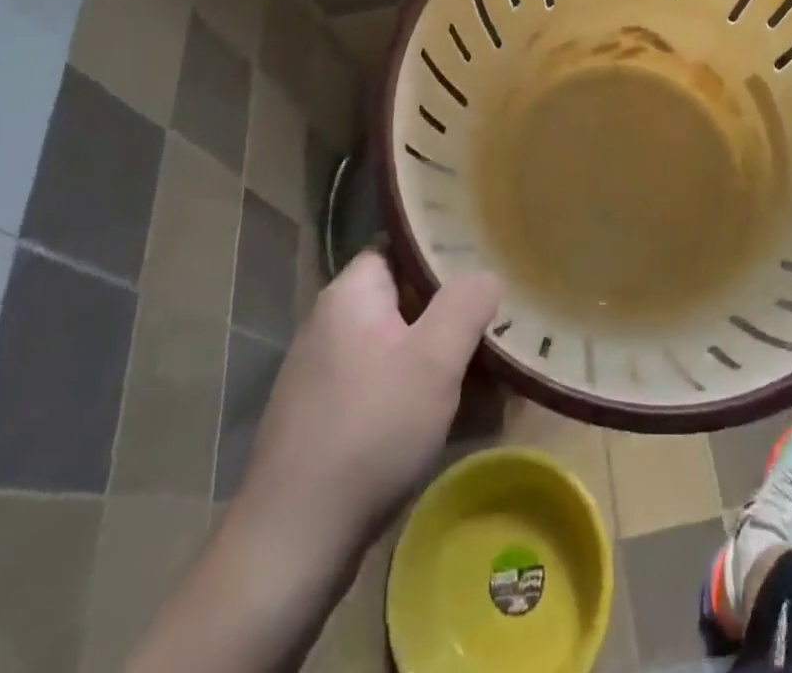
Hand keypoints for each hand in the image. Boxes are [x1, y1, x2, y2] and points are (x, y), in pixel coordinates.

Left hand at [232, 251, 501, 557]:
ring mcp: (327, 374)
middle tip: (499, 330)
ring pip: (401, 348)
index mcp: (351, 294)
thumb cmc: (371, 431)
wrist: (292, 543)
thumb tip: (486, 275)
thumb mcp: (435, 359)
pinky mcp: (328, 419)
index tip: (488, 266)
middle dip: (455, 317)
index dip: (446, 253)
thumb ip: (467, 303)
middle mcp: (333, 324)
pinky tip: (457, 421)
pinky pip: (386, 387)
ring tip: (491, 381)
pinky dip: (421, 395)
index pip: (403, 248)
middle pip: (407, 300)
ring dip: (444, 361)